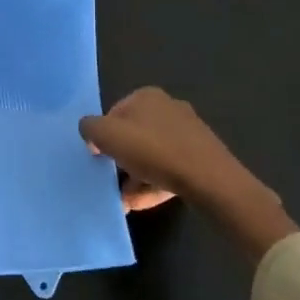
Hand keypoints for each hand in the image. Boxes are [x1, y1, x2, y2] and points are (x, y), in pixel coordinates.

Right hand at [79, 88, 295, 261]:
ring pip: (151, 154)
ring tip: (125, 200)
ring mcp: (188, 133)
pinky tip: (142, 202)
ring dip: (134, 176)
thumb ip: (90, 128)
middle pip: (133, 135)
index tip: (99, 158)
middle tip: (110, 180)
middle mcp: (168, 108)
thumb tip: (91, 133)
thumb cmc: (153, 151)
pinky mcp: (200, 156)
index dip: (103, 136)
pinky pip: (169, 168)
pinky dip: (153, 183)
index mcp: (146, 96)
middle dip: (120, 159)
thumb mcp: (107, 135)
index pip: (113, 114)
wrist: (210, 180)